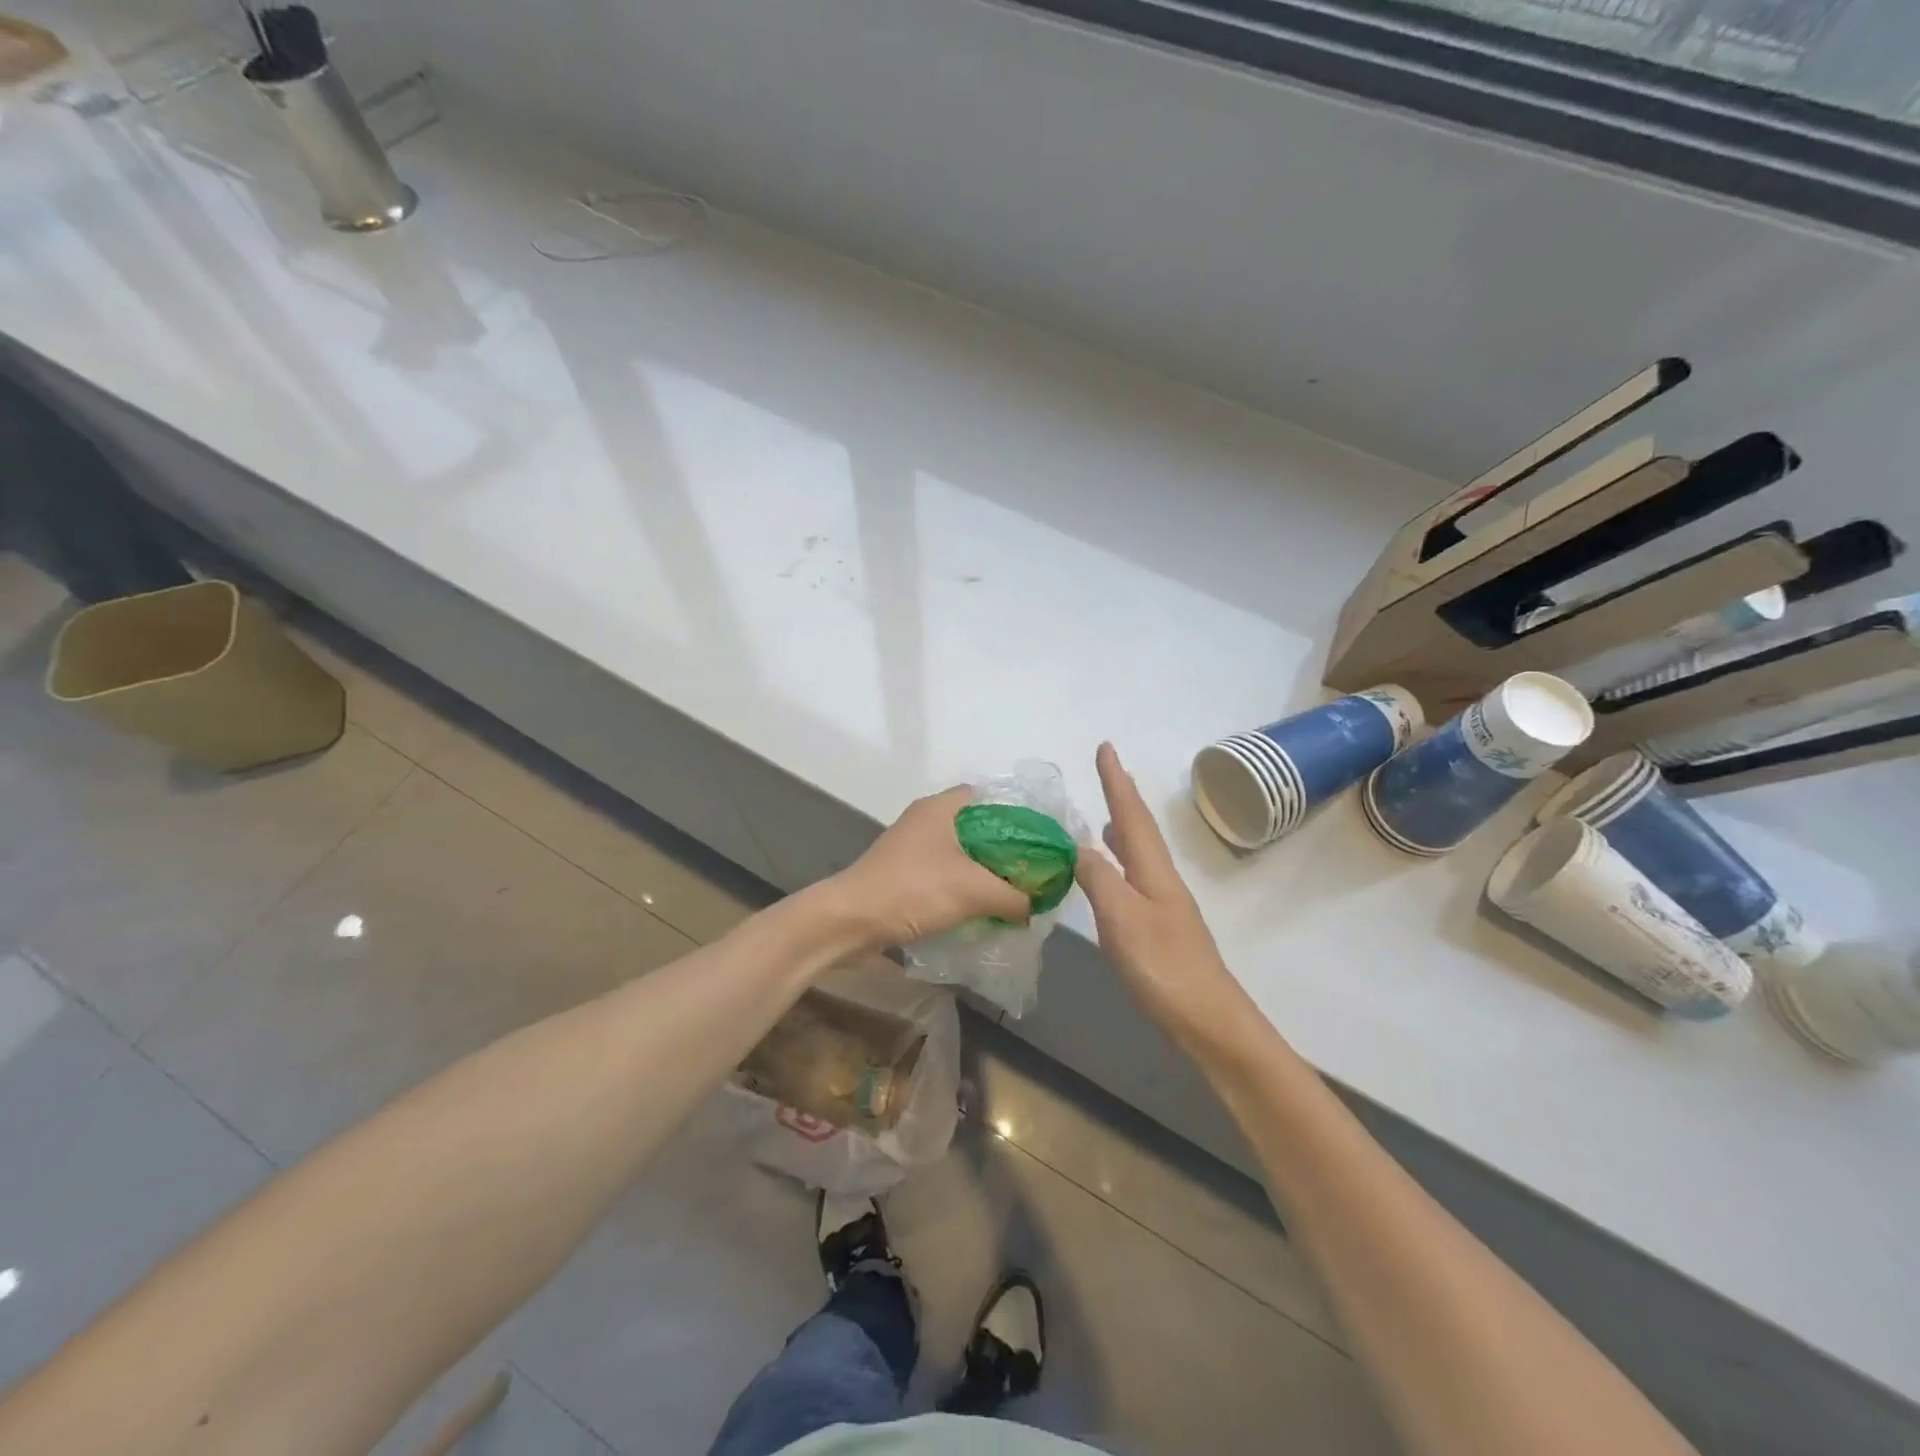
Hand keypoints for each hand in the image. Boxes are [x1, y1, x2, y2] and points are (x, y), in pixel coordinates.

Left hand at [826, 786, 1032, 949]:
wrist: (851, 920)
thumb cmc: (913, 889)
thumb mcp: (974, 891)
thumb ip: (1013, 896)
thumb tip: (1033, 907)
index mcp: (940, 808)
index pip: (986, 796)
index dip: (1015, 813)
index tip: (1038, 837)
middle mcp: (925, 820)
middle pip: (976, 826)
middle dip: (1003, 848)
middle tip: (1031, 869)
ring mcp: (911, 847)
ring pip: (959, 852)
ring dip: (983, 870)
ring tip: (1012, 890)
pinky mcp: (903, 873)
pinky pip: (944, 873)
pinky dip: (963, 886)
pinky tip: (981, 907)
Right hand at [1076, 743, 1257, 1050]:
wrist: (1207, 1019)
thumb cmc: (1162, 965)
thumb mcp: (1121, 917)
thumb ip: (1098, 877)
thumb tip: (1079, 846)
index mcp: (1153, 870)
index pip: (1131, 814)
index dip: (1116, 781)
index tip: (1105, 747)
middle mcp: (1161, 878)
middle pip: (1140, 828)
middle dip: (1123, 797)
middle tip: (1107, 772)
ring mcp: (1163, 903)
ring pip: (1140, 852)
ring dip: (1124, 826)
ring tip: (1107, 813)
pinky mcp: (1160, 926)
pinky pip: (1135, 876)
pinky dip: (1121, 860)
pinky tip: (1113, 872)